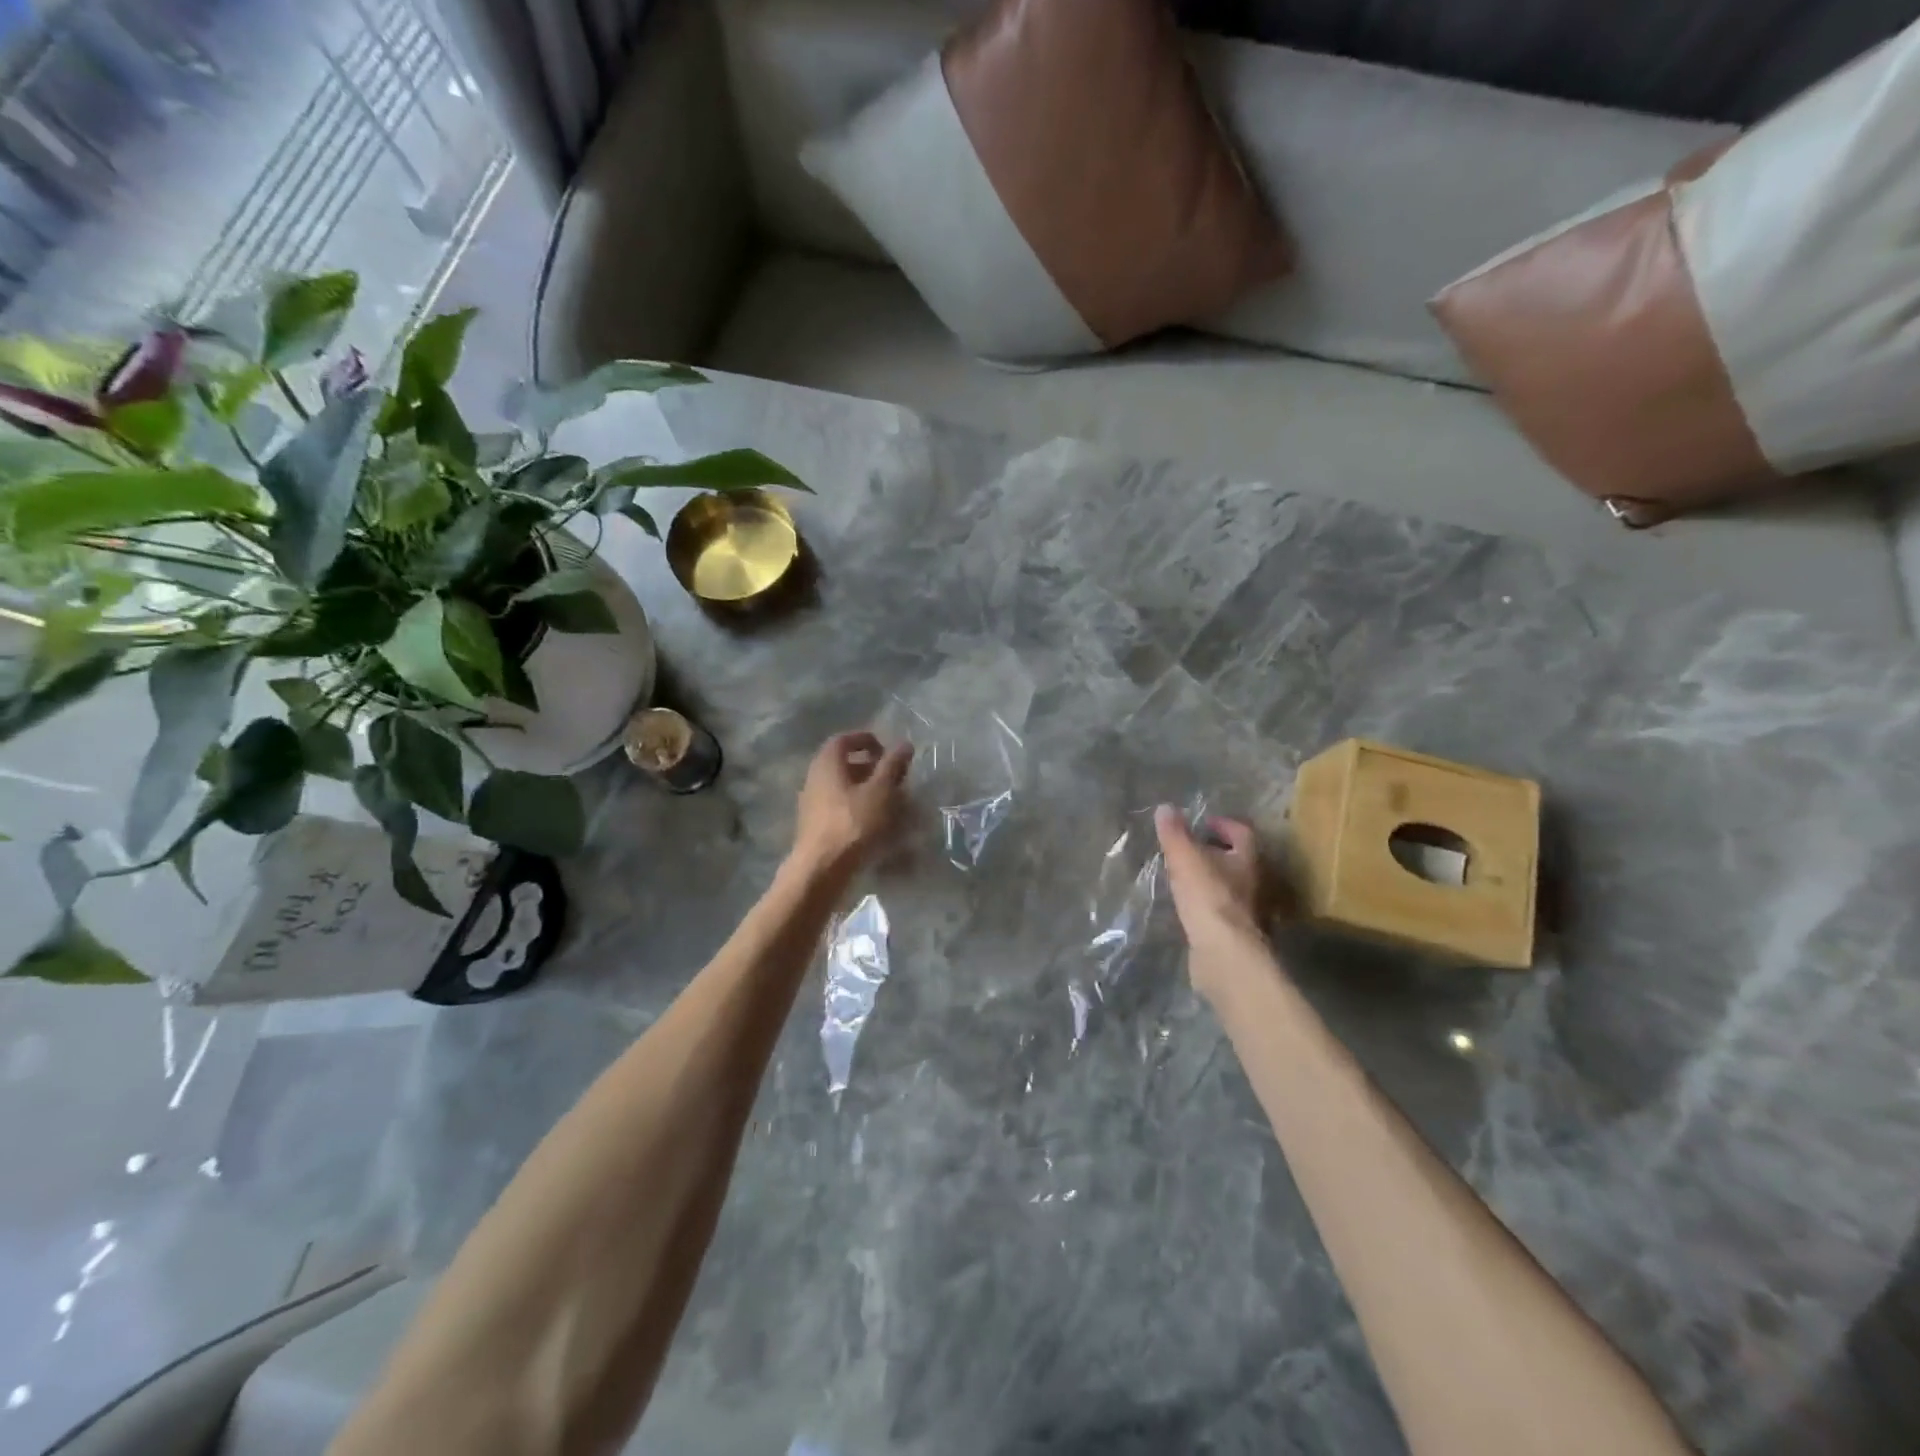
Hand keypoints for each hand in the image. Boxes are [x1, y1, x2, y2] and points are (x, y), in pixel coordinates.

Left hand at [790, 731, 914, 878]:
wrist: (822, 869)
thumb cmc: (853, 823)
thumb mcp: (880, 791)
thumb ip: (892, 765)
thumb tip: (904, 744)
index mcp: (827, 763)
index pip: (845, 739)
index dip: (868, 741)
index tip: (888, 752)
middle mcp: (815, 777)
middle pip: (844, 763)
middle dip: (872, 768)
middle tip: (894, 778)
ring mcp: (812, 802)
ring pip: (843, 787)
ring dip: (867, 789)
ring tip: (892, 803)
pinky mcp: (815, 824)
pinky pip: (840, 806)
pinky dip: (858, 807)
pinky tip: (876, 823)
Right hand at [1155, 807, 1265, 994]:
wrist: (1224, 953)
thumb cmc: (1209, 897)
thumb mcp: (1185, 859)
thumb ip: (1175, 834)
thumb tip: (1165, 807)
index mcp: (1248, 859)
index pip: (1242, 833)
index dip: (1224, 825)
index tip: (1204, 823)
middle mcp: (1256, 882)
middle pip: (1240, 860)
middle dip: (1218, 852)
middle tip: (1193, 849)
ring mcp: (1250, 911)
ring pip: (1233, 886)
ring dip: (1214, 879)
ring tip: (1187, 877)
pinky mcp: (1238, 934)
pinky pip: (1224, 910)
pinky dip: (1210, 903)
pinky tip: (1191, 907)